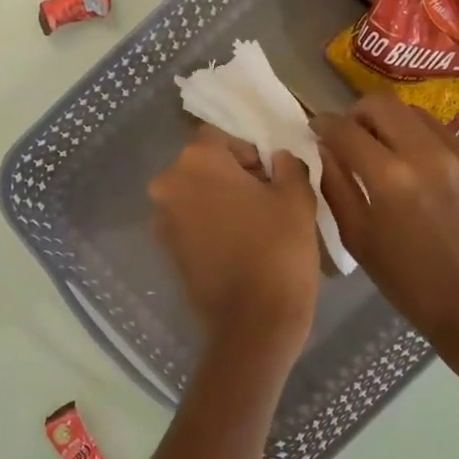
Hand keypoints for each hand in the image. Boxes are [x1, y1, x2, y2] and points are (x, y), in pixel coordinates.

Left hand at [149, 126, 320, 361]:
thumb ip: (287, 164)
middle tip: (266, 198)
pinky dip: (210, 224)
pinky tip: (238, 244)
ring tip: (254, 224)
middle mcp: (168, 184)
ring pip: (195, 194)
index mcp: (196, 161)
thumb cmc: (278, 249)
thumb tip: (277, 158)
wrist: (253, 321)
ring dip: (220, 200)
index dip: (250, 152)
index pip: (222, 137)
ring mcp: (162, 219)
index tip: (272, 176)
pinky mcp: (166, 249)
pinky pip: (190, 222)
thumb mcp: (296, 196)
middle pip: (204, 165)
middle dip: (233, 175)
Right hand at [313, 94, 458, 396]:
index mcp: (390, 177)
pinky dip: (425, 145)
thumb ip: (336, 187)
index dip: (324, 124)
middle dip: (358, 113)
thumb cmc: (410, 283)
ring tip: (387, 151)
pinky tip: (424, 175)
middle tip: (351, 134)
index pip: (346, 129)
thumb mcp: (359, 239)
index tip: (317, 128)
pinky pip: (447, 139)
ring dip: (394, 124)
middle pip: (384, 104)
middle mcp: (428, 154)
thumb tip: (324, 150)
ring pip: (418, 115)